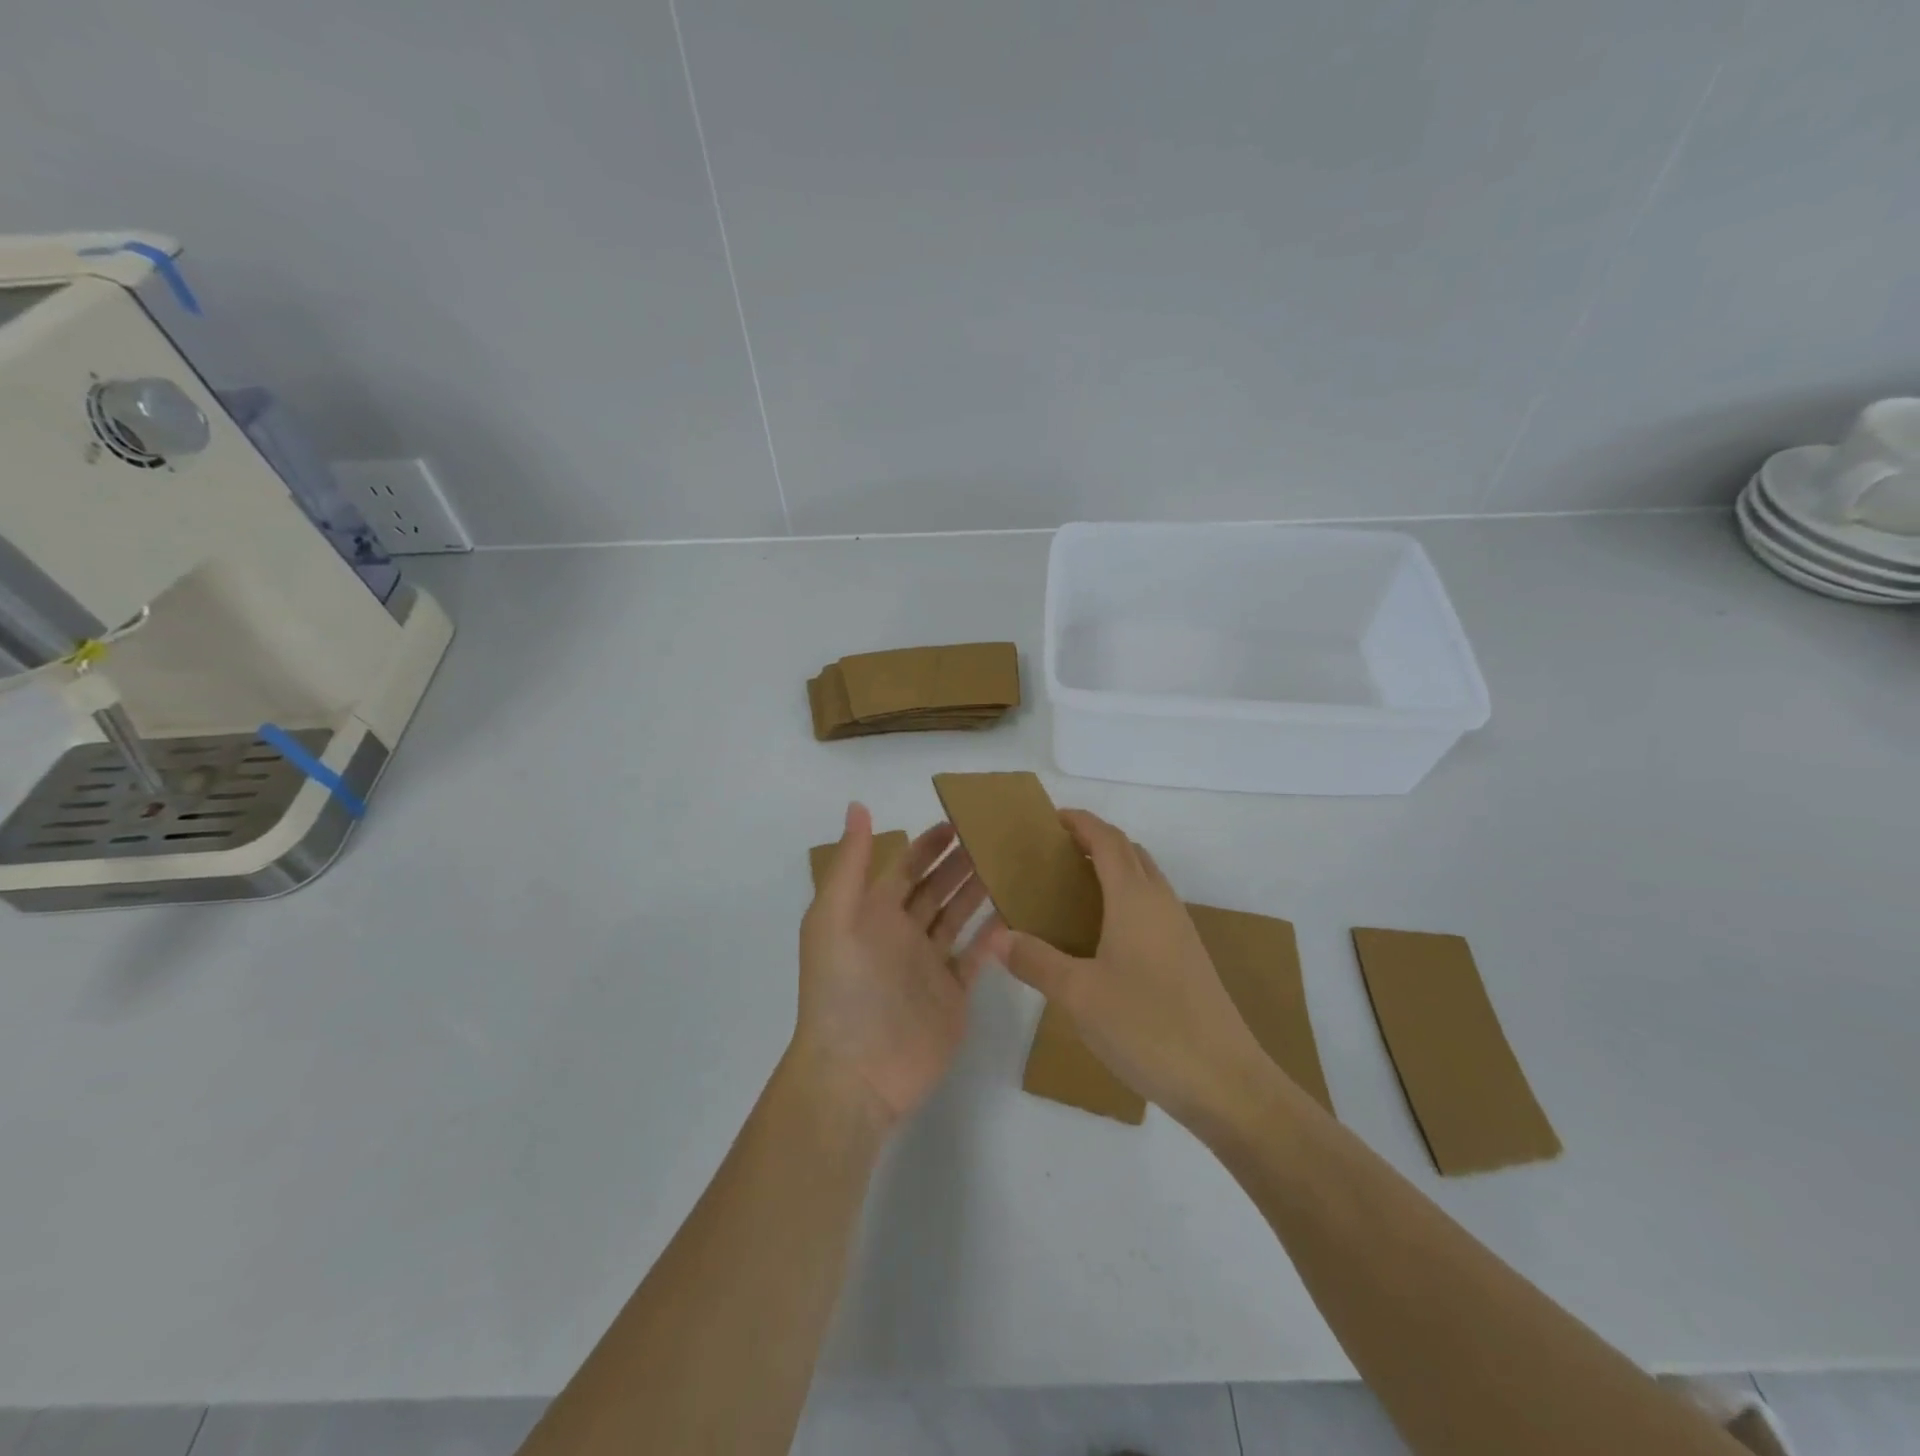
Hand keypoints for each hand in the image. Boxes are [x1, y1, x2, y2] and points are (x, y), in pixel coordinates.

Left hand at [793, 803, 993, 1131]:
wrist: (857, 1073)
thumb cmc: (843, 989)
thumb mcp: (834, 918)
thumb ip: (850, 863)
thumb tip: (858, 806)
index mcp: (872, 913)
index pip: (905, 867)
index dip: (929, 844)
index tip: (960, 820)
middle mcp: (901, 934)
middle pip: (936, 888)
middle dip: (960, 862)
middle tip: (996, 837)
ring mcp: (928, 965)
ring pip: (957, 917)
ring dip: (979, 891)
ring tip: (1010, 865)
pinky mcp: (952, 995)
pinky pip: (976, 957)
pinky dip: (993, 936)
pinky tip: (1015, 914)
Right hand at [986, 809, 1269, 1127]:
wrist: (1225, 1081)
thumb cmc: (1147, 1026)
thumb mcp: (1079, 995)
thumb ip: (1036, 962)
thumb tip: (998, 937)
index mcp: (1135, 898)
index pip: (1107, 840)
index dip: (1081, 823)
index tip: (1052, 818)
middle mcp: (1161, 903)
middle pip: (1130, 853)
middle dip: (1095, 842)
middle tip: (1055, 855)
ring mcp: (1181, 930)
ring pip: (1145, 880)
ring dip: (1113, 871)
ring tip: (1073, 891)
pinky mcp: (1189, 957)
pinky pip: (1153, 908)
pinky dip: (1126, 900)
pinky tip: (1104, 937)